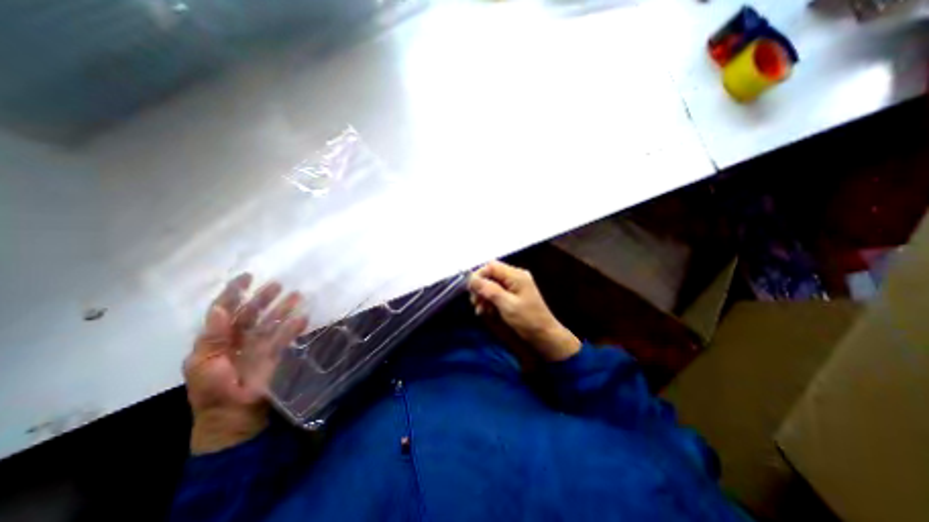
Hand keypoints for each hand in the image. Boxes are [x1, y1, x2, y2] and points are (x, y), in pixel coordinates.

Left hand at [181, 273, 307, 451]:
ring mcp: (260, 344)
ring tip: (297, 296)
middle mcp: (240, 337)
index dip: (235, 292)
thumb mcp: (202, 364)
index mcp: (217, 339)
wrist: (233, 415)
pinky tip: (303, 317)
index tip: (248, 277)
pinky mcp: (276, 352)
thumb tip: (218, 308)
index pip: (225, 309)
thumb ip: (213, 337)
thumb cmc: (212, 390)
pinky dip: (294, 326)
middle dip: (264, 297)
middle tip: (279, 285)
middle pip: (252, 312)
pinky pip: (286, 335)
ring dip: (283, 308)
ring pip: (272, 320)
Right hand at [472, 261, 577, 361]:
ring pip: (492, 284)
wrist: (545, 335)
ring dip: (483, 295)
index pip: (491, 266)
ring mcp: (514, 285)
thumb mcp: (507, 305)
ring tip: (480, 310)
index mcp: (516, 275)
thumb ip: (489, 290)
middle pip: (491, 275)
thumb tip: (472, 279)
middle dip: (480, 287)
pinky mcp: (513, 294)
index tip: (470, 290)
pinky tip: (486, 311)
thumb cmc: (527, 319)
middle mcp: (515, 276)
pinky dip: (489, 300)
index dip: (479, 275)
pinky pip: (497, 292)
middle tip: (475, 303)